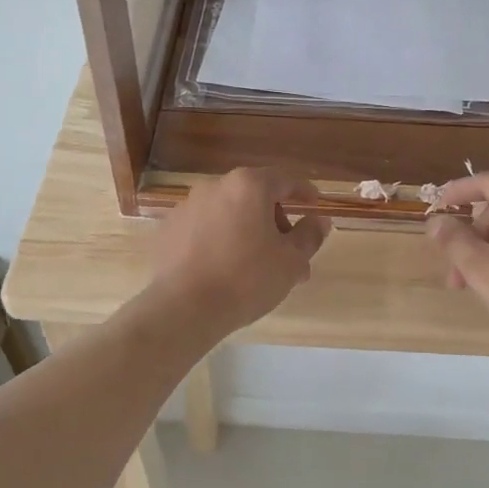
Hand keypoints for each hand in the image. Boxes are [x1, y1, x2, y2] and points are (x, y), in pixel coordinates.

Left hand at [147, 168, 331, 339]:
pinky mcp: (169, 229)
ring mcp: (187, 206)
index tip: (314, 206)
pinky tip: (225, 269)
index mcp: (249, 186)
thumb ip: (309, 237)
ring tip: (258, 268)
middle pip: (255, 196)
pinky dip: (220, 240)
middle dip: (275, 221)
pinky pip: (205, 228)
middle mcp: (215, 186)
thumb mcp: (290, 261)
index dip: (304, 192)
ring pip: (229, 213)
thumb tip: (319, 221)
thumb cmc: (246, 279)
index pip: (285, 180)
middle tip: (289, 253)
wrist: (183, 307)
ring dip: (248, 232)